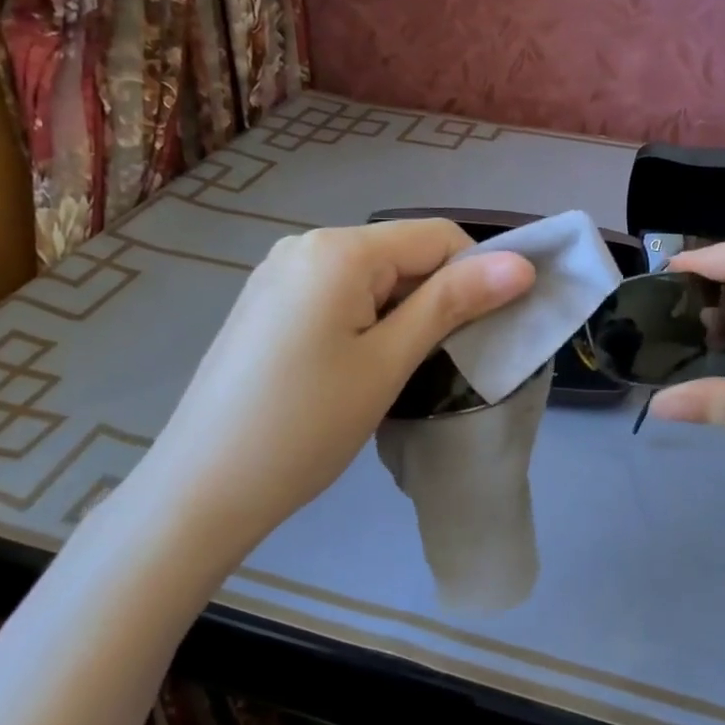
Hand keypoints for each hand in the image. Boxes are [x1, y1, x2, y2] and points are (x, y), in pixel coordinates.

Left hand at [140, 220, 534, 558]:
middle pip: (402, 254)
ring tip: (399, 372)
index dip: (477, 275)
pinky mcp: (267, 305)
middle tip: (445, 362)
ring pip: (372, 278)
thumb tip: (521, 264)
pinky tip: (357, 369)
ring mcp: (280, 275)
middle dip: (437, 298)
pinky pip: (338, 295)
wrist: (203, 488)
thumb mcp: (388, 362)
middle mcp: (305, 245)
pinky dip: (367, 322)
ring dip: (403, 314)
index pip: (437, 236)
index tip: (489, 330)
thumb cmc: (306, 425)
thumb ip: (453, 304)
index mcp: (338, 249)